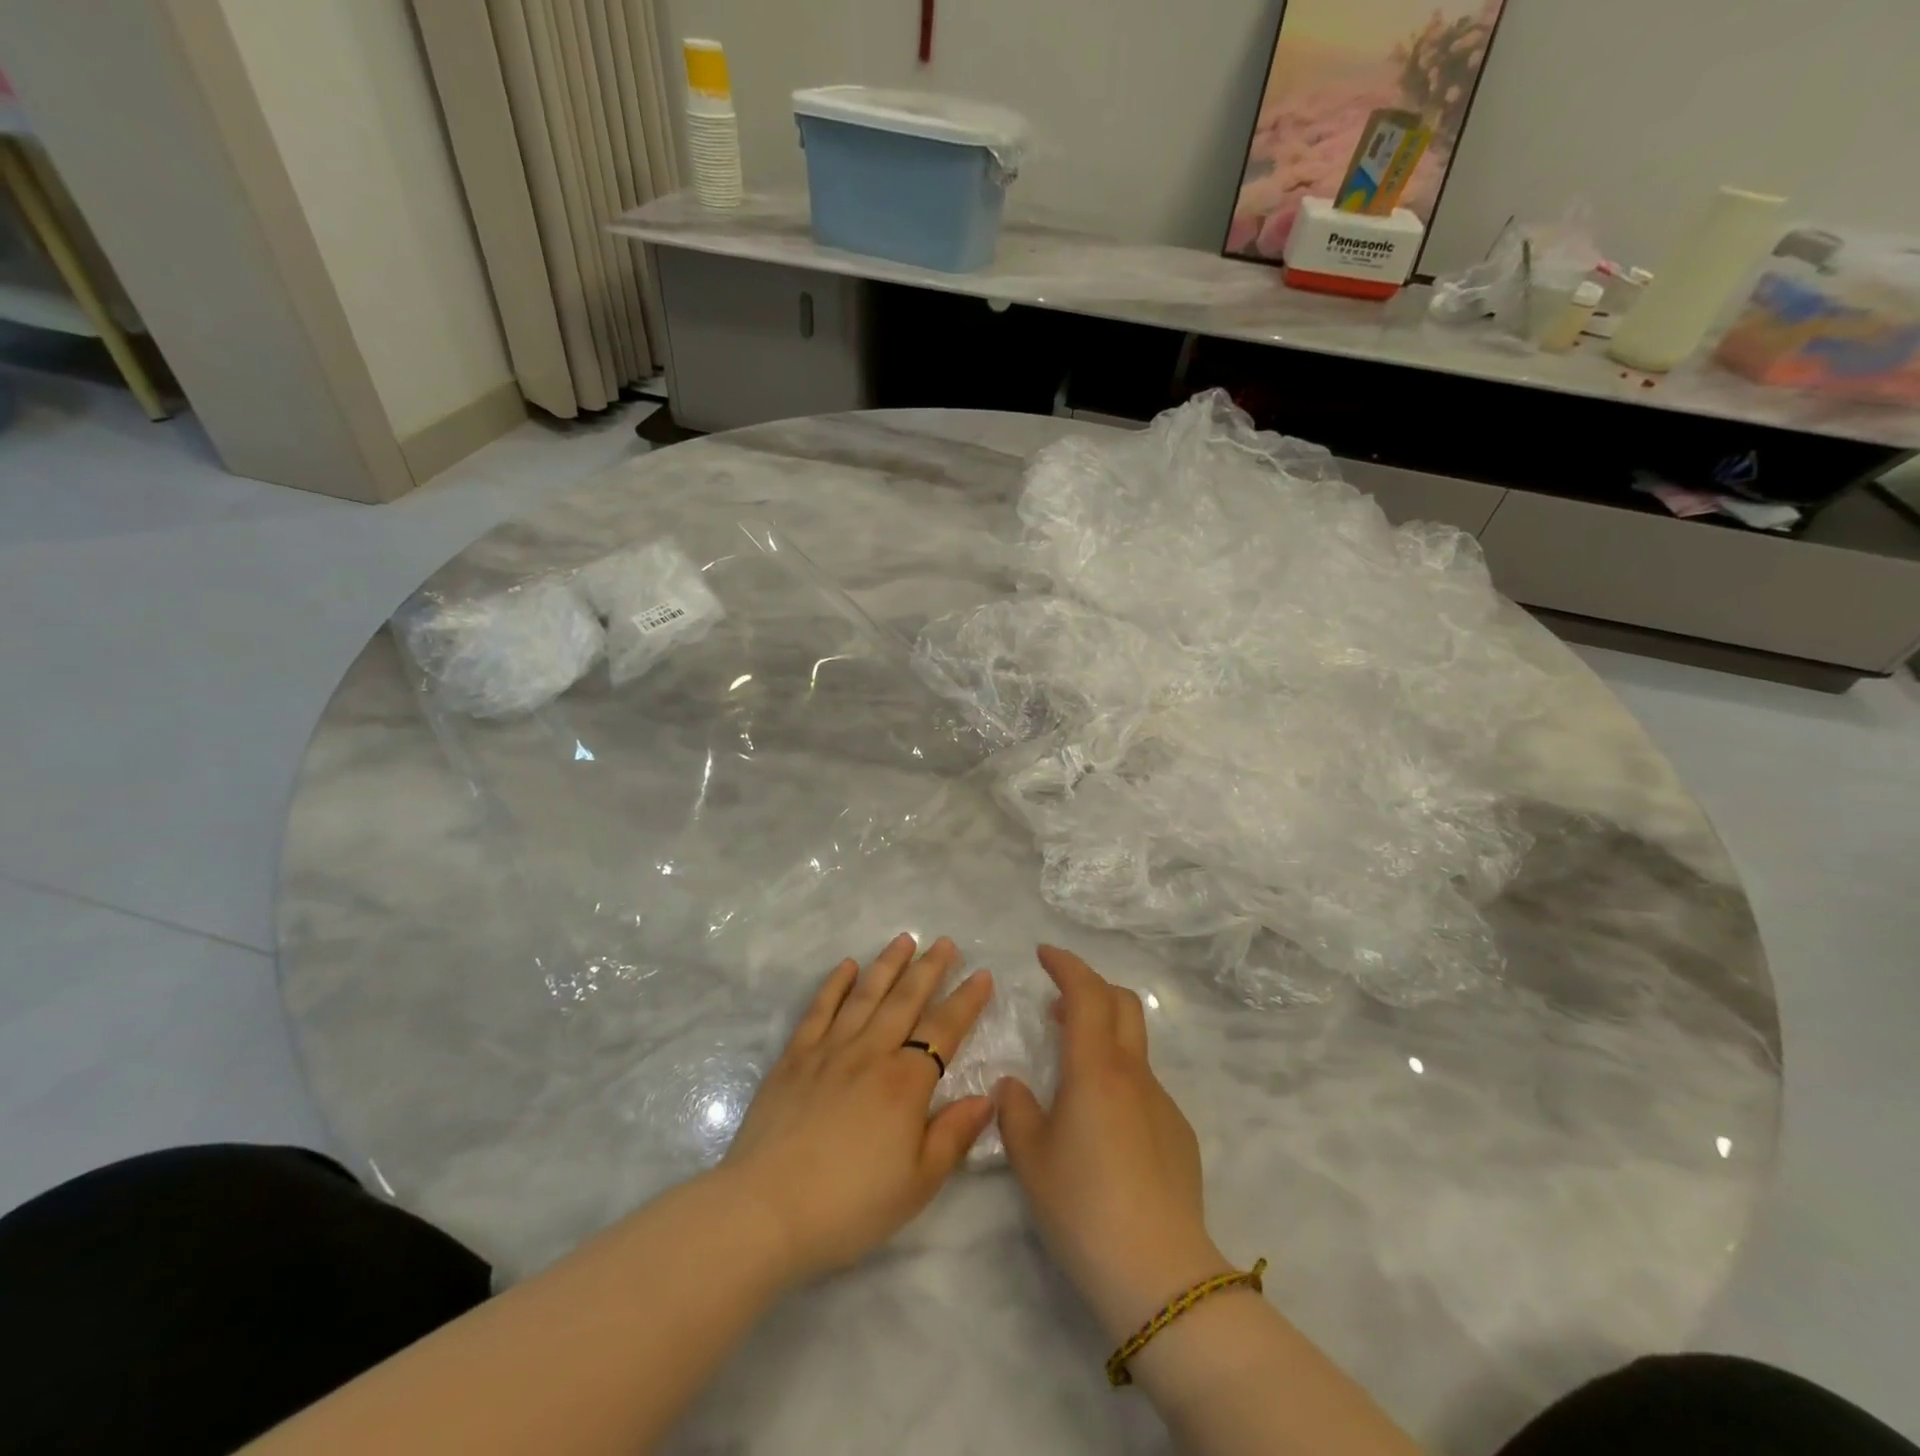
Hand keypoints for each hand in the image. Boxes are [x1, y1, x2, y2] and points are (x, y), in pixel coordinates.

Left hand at [720, 934, 994, 1281]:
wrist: (766, 1210)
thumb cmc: (849, 1205)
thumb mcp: (917, 1184)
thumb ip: (953, 1135)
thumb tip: (986, 1096)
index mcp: (905, 1083)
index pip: (944, 1030)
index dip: (965, 1001)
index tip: (982, 974)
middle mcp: (870, 1053)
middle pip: (905, 1000)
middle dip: (929, 969)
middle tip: (945, 942)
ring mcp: (828, 1050)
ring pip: (865, 995)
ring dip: (887, 965)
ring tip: (904, 940)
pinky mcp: (794, 1058)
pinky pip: (819, 1009)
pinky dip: (834, 984)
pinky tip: (846, 966)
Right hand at [996, 946, 1229, 1340]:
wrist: (1159, 1272)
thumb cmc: (1083, 1207)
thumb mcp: (1030, 1159)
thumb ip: (1015, 1111)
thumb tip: (1013, 1086)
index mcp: (1095, 1068)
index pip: (1086, 993)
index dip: (1066, 965)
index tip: (1044, 954)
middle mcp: (1133, 1073)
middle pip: (1121, 1003)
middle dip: (1090, 987)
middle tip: (1057, 1001)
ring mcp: (1162, 1102)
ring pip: (1134, 1046)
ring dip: (1103, 1034)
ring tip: (1072, 1064)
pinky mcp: (1178, 1133)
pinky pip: (1145, 1086)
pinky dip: (1119, 1078)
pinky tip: (1103, 1126)